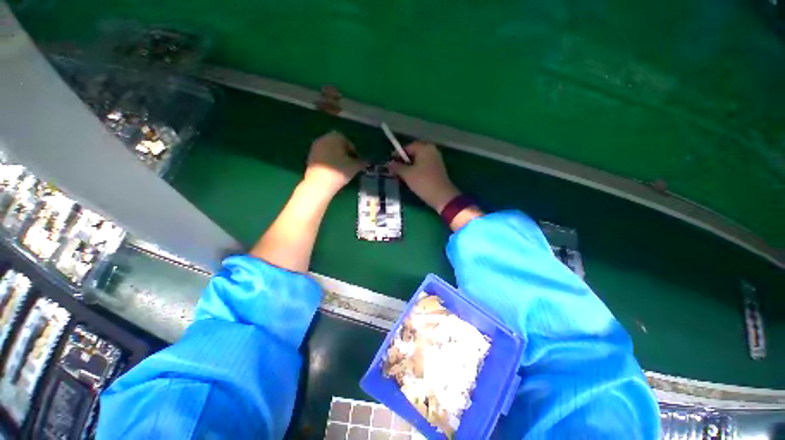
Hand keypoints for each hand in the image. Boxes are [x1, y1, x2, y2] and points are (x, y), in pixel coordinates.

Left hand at [305, 131, 365, 194]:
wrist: (319, 184)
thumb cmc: (339, 172)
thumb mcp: (355, 167)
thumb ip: (362, 162)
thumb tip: (367, 161)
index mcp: (335, 137)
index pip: (348, 142)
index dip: (354, 152)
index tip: (357, 162)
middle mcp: (323, 138)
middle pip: (338, 145)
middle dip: (345, 154)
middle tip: (350, 165)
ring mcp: (315, 147)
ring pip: (330, 151)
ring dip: (336, 157)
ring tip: (342, 169)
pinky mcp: (310, 157)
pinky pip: (323, 157)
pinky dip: (329, 162)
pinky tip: (333, 172)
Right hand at [388, 142, 460, 211]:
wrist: (442, 196)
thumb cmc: (423, 182)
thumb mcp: (407, 174)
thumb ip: (397, 167)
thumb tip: (389, 163)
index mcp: (425, 148)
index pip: (407, 147)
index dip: (397, 155)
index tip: (390, 163)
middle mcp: (432, 150)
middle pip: (413, 153)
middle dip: (403, 161)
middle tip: (395, 170)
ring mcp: (436, 159)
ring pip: (419, 160)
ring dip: (409, 166)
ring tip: (402, 176)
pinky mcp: (437, 169)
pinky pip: (424, 166)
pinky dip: (417, 170)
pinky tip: (411, 178)